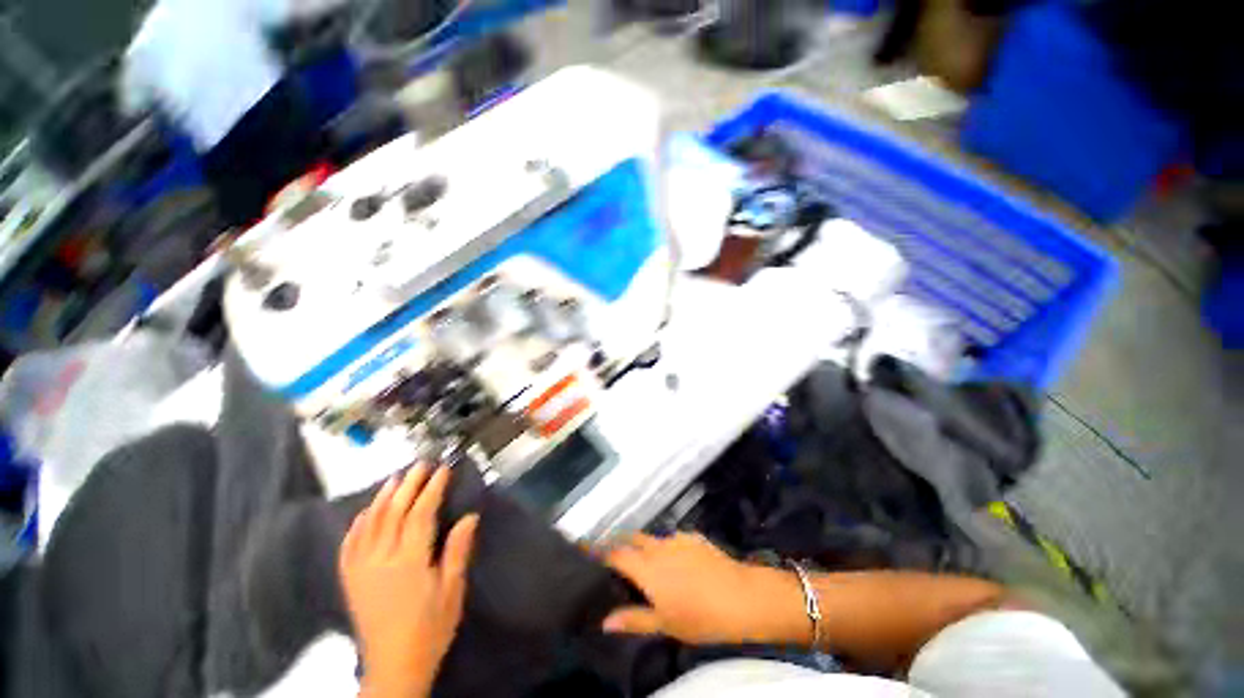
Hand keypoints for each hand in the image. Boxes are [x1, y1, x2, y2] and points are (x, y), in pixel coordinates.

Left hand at [339, 465, 479, 697]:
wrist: (394, 667)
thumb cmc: (430, 628)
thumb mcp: (452, 591)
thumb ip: (457, 551)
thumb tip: (470, 516)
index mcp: (410, 561)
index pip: (420, 514)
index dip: (432, 489)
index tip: (442, 470)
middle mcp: (381, 560)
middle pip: (394, 512)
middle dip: (409, 485)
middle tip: (421, 465)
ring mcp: (361, 569)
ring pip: (370, 523)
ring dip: (383, 498)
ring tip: (395, 478)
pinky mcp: (350, 580)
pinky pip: (349, 545)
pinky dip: (358, 524)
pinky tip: (365, 512)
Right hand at [600, 532, 796, 645]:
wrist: (740, 597)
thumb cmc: (700, 616)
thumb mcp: (665, 624)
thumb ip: (634, 619)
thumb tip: (605, 621)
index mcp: (647, 567)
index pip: (617, 554)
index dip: (601, 551)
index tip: (588, 549)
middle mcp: (658, 547)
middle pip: (633, 538)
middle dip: (621, 542)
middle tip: (615, 554)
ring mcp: (677, 539)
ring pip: (653, 538)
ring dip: (645, 545)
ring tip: (647, 560)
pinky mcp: (694, 537)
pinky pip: (674, 539)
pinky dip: (667, 546)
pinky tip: (677, 560)